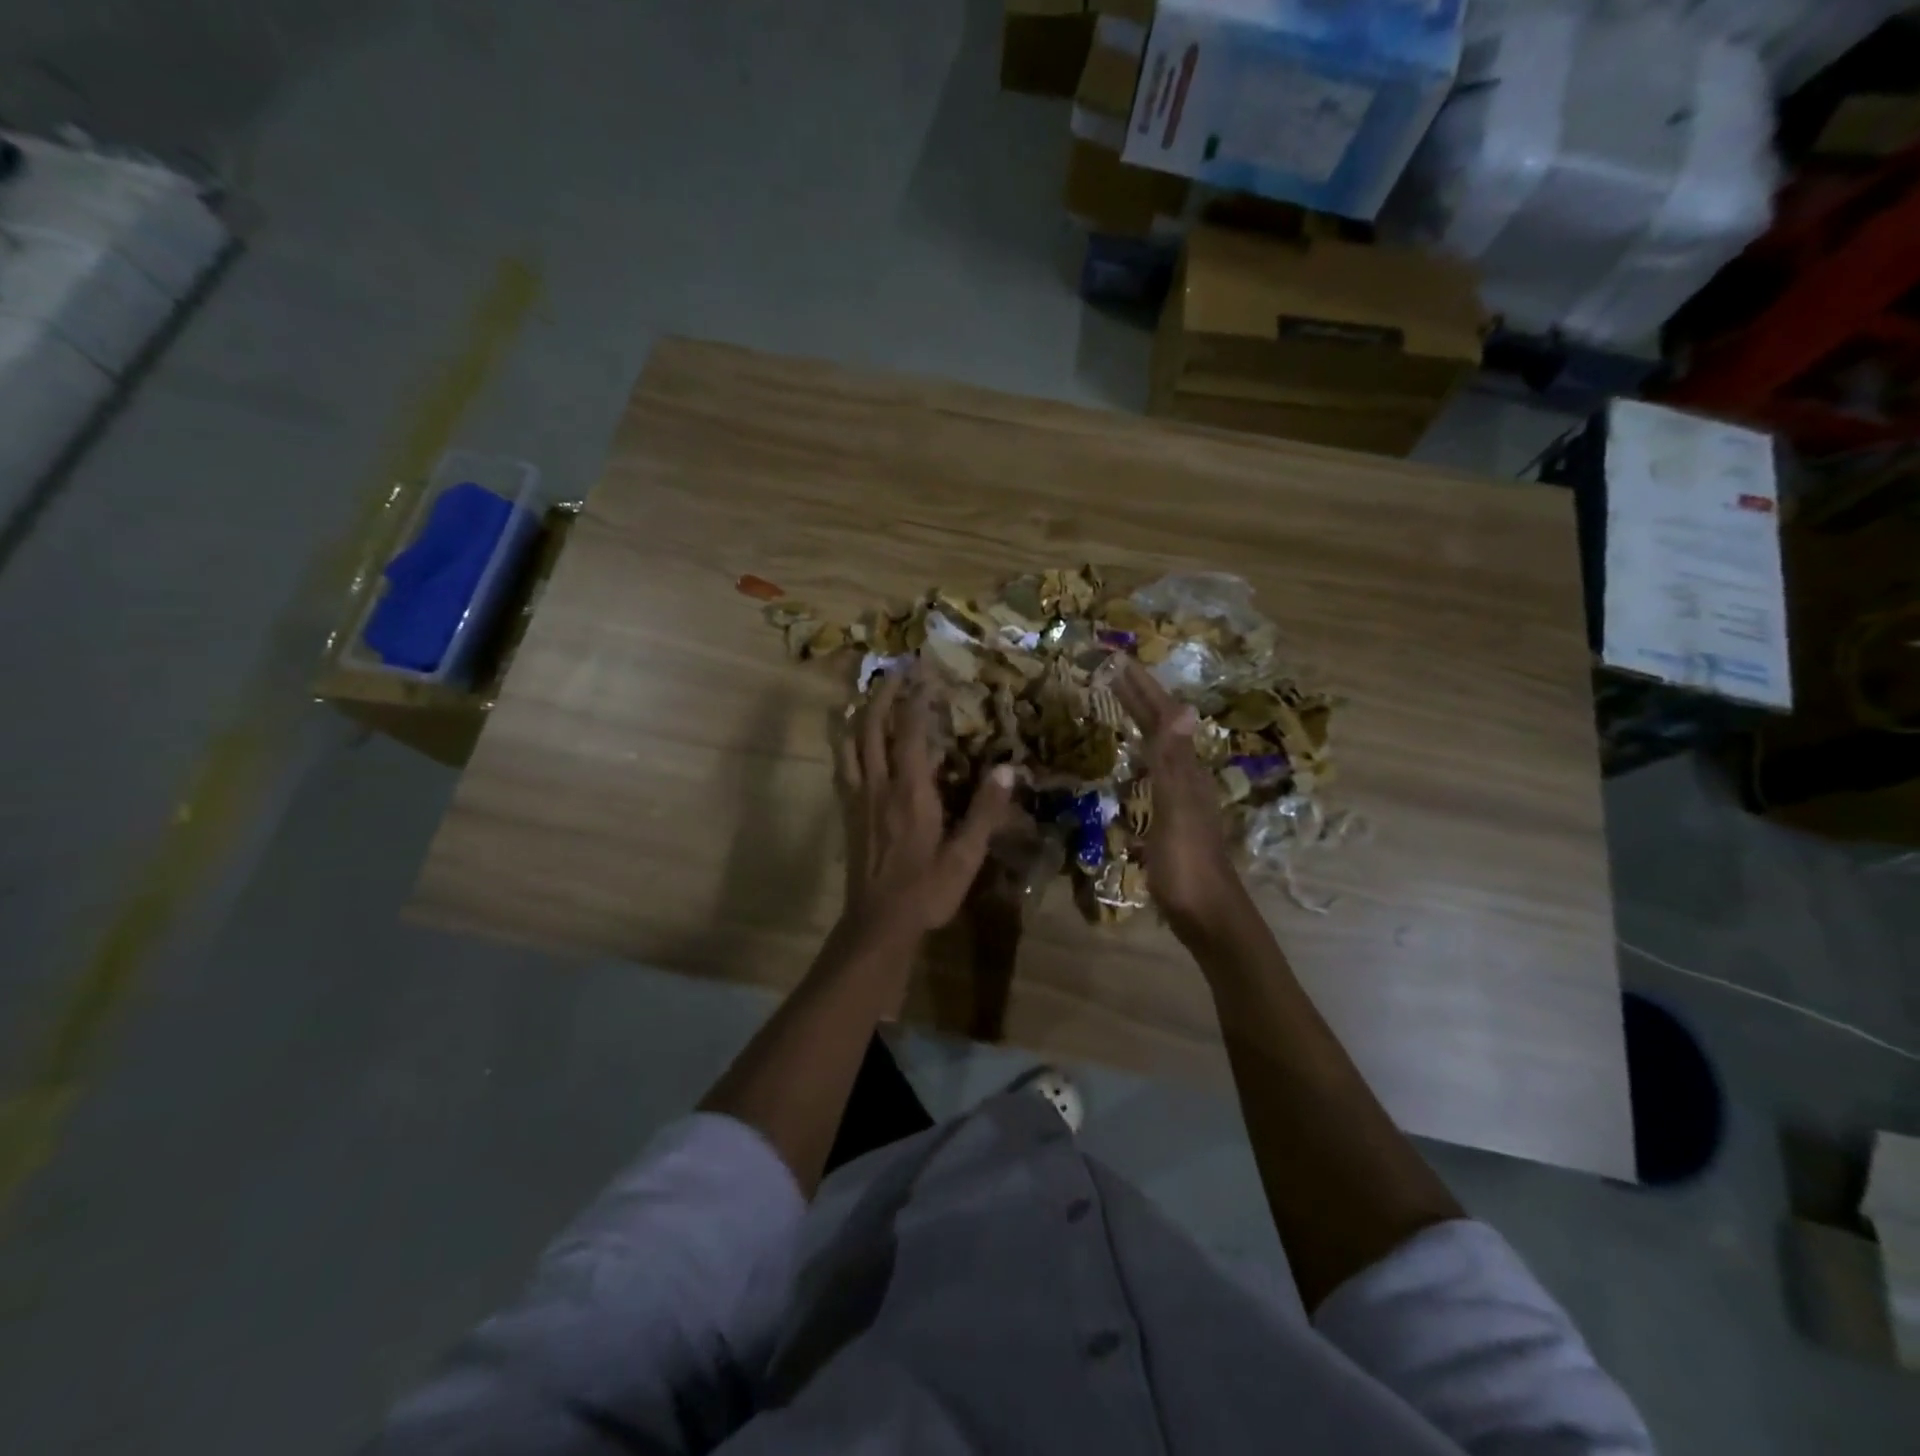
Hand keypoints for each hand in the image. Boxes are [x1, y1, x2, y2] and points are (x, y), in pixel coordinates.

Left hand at [838, 671, 1016, 944]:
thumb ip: (985, 810)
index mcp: (910, 791)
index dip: (916, 699)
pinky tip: (854, 742)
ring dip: (859, 713)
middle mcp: (879, 785)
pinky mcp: (847, 813)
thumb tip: (1008, 770)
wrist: (878, 923)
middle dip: (883, 695)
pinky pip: (843, 765)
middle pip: (871, 727)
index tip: (925, 674)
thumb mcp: (965, 855)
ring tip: (870, 696)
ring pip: (850, 743)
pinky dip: (847, 743)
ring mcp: (858, 798)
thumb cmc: (926, 890)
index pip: (910, 732)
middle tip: (896, 672)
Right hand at [1112, 658, 1245, 934]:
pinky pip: (1154, 774)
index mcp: (1186, 771)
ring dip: (1141, 722)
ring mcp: (1182, 799)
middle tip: (1113, 672)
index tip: (1118, 660)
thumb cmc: (1187, 866)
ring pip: (1160, 749)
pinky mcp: (1173, 819)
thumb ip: (1173, 762)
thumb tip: (1182, 708)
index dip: (1143, 688)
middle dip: (1140, 697)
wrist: (1208, 916)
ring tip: (1121, 704)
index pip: (1163, 717)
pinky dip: (1140, 756)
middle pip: (1163, 728)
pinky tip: (1132, 763)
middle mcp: (1187, 777)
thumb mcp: (1176, 811)